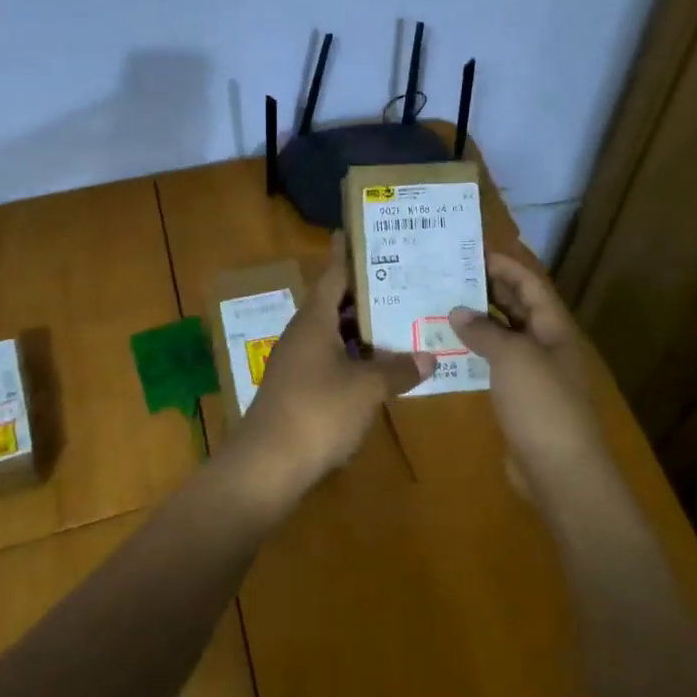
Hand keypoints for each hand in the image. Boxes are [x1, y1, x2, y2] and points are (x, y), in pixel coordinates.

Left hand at [244, 235, 431, 496]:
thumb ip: (398, 370)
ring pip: (334, 333)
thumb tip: (429, 356)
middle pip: (336, 302)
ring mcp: (298, 362)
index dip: (348, 253)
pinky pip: (331, 359)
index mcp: (314, 321)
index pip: (333, 274)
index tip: (360, 231)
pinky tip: (379, 365)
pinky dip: (354, 356)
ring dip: (362, 327)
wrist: (267, 465)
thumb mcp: (366, 389)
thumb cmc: (317, 412)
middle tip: (401, 276)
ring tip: (399, 317)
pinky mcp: (299, 389)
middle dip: (366, 291)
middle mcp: (303, 334)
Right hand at [450, 251, 607, 493]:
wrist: (559, 471)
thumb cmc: (541, 404)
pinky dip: (475, 353)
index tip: (473, 251)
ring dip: (478, 322)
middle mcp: (546, 346)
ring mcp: (534, 374)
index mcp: (554, 329)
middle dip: (488, 289)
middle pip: (518, 308)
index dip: (506, 265)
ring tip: (442, 306)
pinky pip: (495, 365)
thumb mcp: (512, 357)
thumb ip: (484, 330)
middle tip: (450, 275)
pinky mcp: (519, 399)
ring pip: (504, 337)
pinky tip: (449, 349)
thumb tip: (457, 311)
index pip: (530, 285)